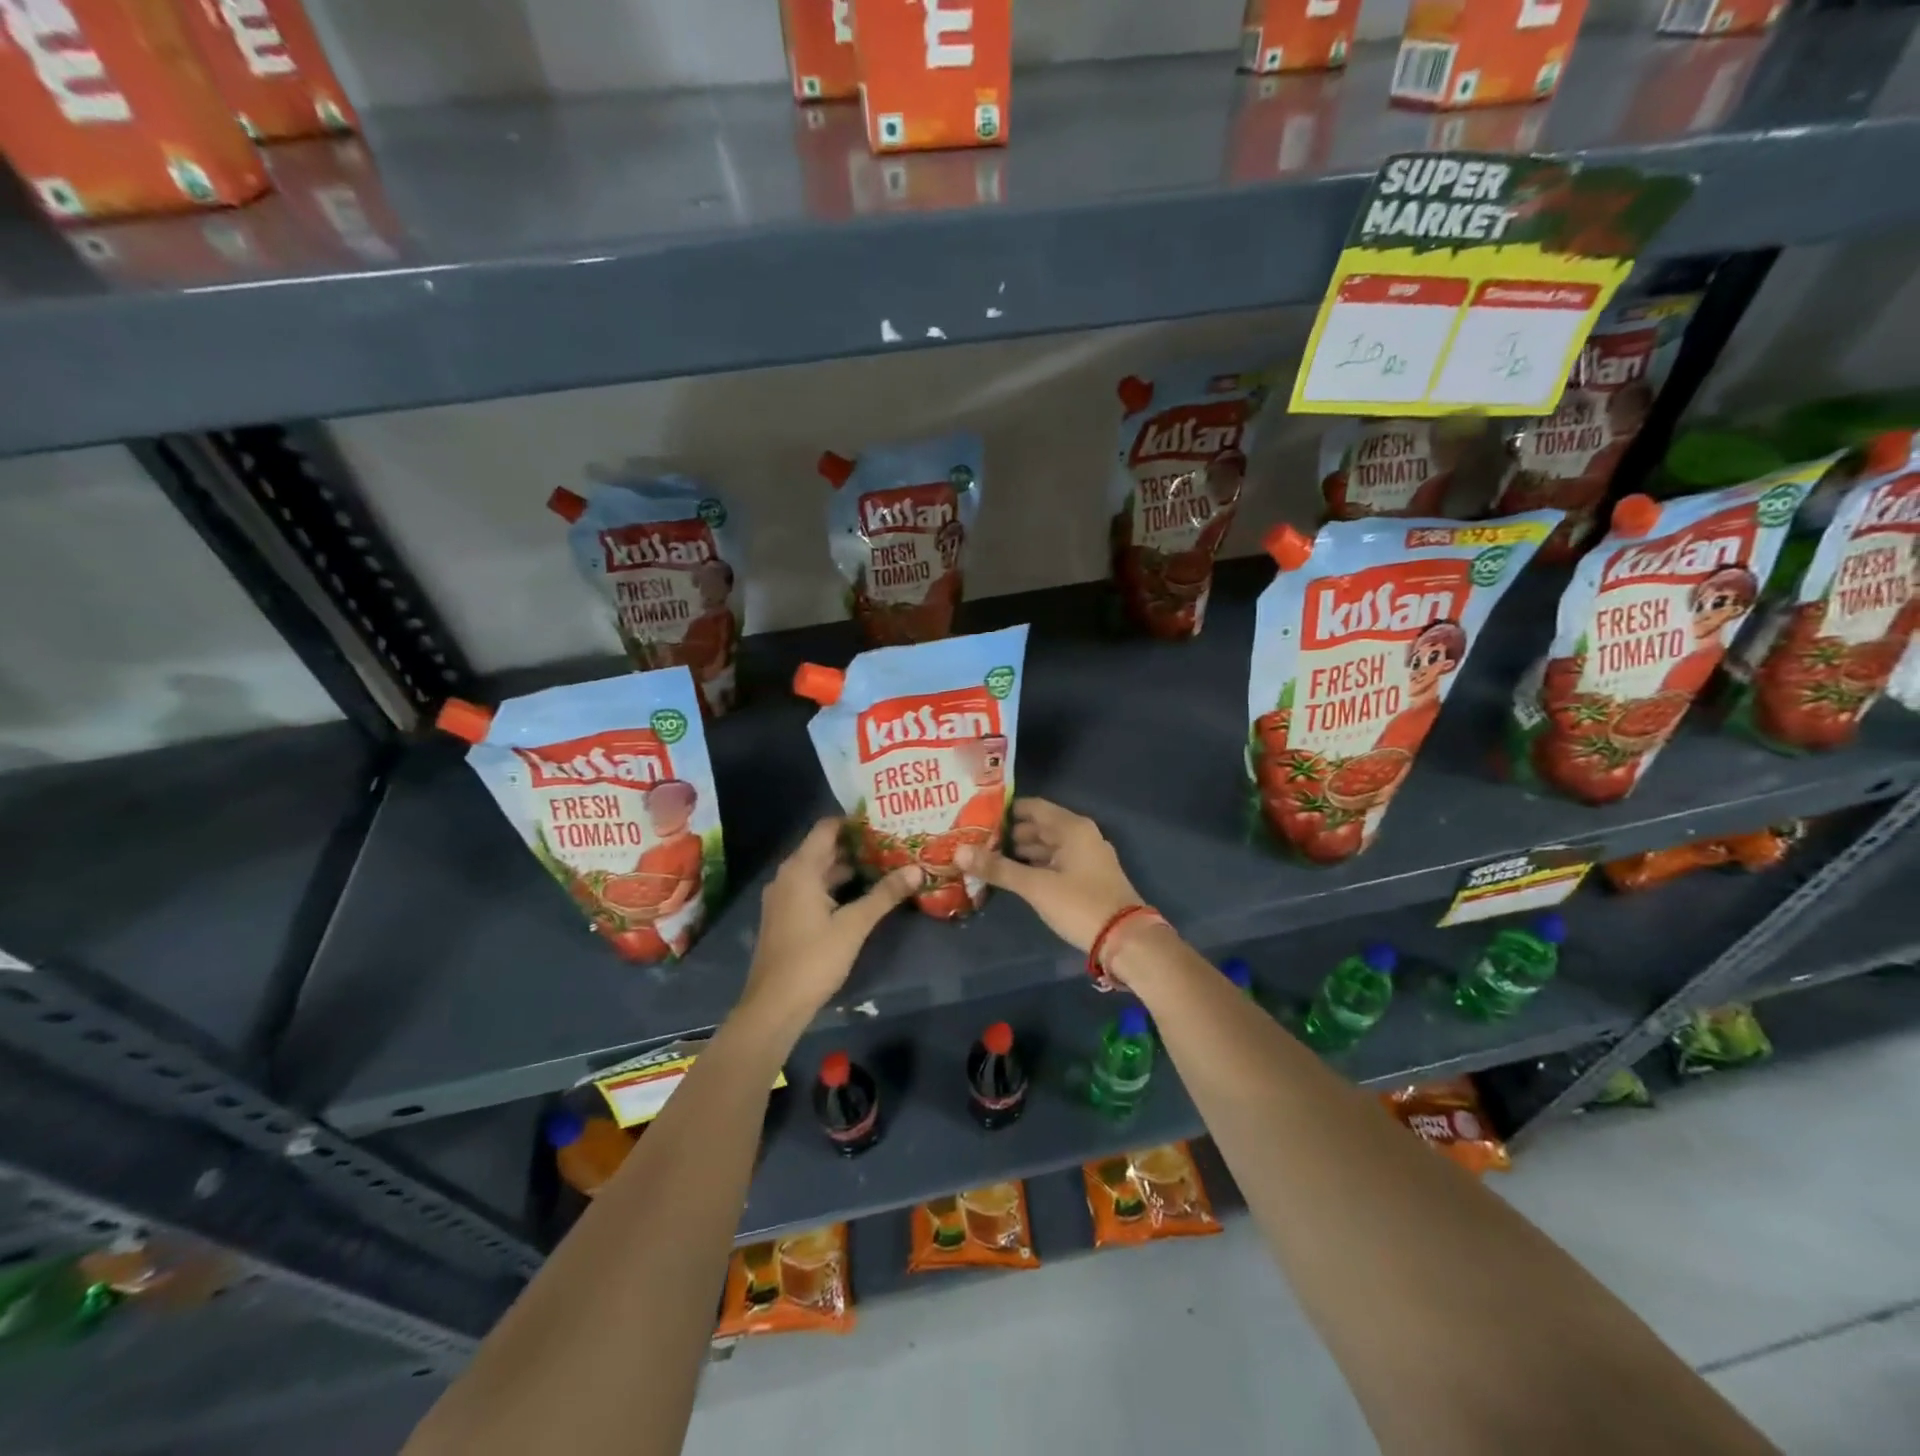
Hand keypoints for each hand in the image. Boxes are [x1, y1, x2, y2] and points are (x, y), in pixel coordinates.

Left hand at [740, 819, 920, 1027]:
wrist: (774, 1006)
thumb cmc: (814, 959)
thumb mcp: (854, 925)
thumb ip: (885, 895)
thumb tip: (917, 869)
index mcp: (800, 869)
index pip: (826, 828)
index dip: (854, 821)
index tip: (883, 821)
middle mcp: (787, 876)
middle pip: (823, 848)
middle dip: (856, 844)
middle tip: (891, 842)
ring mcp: (783, 897)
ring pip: (818, 870)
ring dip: (847, 867)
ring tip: (883, 865)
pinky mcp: (784, 916)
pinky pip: (811, 888)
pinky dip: (834, 885)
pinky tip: (860, 894)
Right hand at [957, 797, 1143, 951]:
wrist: (1126, 940)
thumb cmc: (1080, 904)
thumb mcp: (1036, 887)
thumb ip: (998, 868)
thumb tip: (959, 852)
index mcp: (1072, 828)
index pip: (1032, 807)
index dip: (1005, 811)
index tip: (976, 816)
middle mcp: (1081, 835)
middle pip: (1039, 826)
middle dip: (1009, 833)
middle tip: (975, 840)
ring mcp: (1086, 857)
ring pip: (1048, 846)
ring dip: (1021, 852)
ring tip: (988, 858)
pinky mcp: (1087, 878)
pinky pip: (1055, 862)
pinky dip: (1035, 866)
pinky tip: (1014, 876)